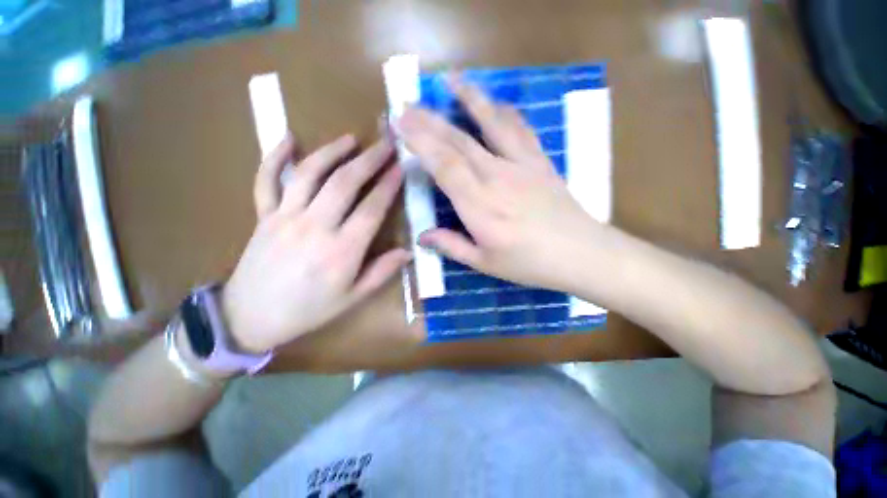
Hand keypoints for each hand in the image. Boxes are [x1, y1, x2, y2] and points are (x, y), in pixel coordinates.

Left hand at [222, 133, 410, 353]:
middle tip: (386, 143)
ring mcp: (284, 217)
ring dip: (332, 151)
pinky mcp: (263, 215)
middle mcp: (315, 227)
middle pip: (345, 183)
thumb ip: (382, 272)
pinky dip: (275, 156)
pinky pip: (266, 180)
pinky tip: (289, 138)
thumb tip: (408, 252)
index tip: (401, 168)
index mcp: (342, 251)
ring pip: (309, 173)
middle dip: (369, 160)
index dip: (389, 185)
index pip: (372, 208)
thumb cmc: (308, 310)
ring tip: (351, 139)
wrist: (249, 318)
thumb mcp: (353, 298)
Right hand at [398, 77, 603, 291]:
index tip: (401, 125)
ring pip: (490, 125)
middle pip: (458, 142)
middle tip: (407, 104)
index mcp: (479, 206)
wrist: (581, 253)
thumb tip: (422, 236)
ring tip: (450, 79)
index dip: (421, 142)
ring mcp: (521, 165)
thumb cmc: (529, 263)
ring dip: (468, 99)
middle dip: (429, 121)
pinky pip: (520, 130)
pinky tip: (496, 102)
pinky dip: (505, 112)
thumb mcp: (485, 263)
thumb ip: (452, 246)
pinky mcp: (539, 161)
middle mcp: (496, 178)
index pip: (444, 165)